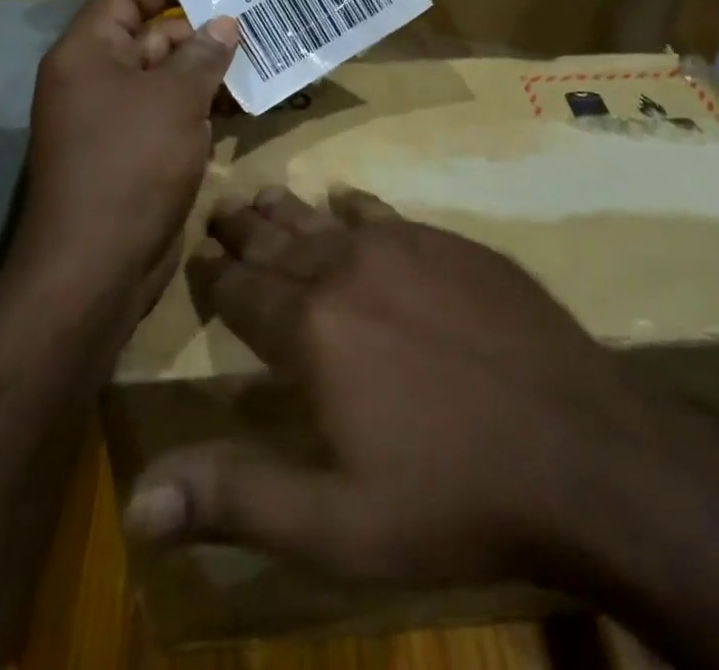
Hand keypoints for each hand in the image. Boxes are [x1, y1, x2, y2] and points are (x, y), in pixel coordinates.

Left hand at [22, 0, 238, 311]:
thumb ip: (202, 55)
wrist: (97, 266)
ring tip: (262, 59)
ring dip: (208, 73)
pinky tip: (244, 105)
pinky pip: (170, 116)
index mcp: (88, 54)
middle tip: (256, 24)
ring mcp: (114, 121)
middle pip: (150, 39)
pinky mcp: (134, 156)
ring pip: (166, 81)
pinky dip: (202, 108)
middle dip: (201, 33)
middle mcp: (95, 81)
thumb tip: (224, 24)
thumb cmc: (131, 162)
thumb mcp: (175, 98)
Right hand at [121, 187, 650, 587]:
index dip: (214, 275)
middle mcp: (349, 269)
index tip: (195, 254)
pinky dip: (355, 207)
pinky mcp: (452, 244)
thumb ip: (236, 499)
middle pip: (280, 241)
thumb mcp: (337, 525)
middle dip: (244, 227)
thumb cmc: (454, 496)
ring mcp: (406, 247)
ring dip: (290, 210)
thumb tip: (136, 503)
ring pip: (327, 219)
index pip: (242, 291)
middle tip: (219, 207)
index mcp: (312, 329)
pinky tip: (347, 200)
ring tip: (263, 194)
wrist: (582, 448)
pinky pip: (386, 212)